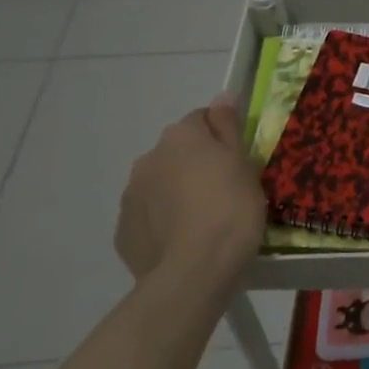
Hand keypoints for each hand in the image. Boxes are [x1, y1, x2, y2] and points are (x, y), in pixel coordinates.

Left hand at [114, 94, 264, 295]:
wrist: (193, 273)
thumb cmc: (231, 211)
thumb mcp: (244, 165)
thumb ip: (228, 127)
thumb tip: (222, 95)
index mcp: (181, 136)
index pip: (202, 119)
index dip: (222, 138)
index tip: (238, 162)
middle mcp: (149, 157)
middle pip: (178, 151)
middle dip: (197, 165)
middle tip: (225, 192)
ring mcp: (131, 194)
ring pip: (160, 183)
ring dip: (177, 192)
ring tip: (203, 221)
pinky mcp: (123, 229)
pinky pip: (149, 215)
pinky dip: (163, 221)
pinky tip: (183, 241)